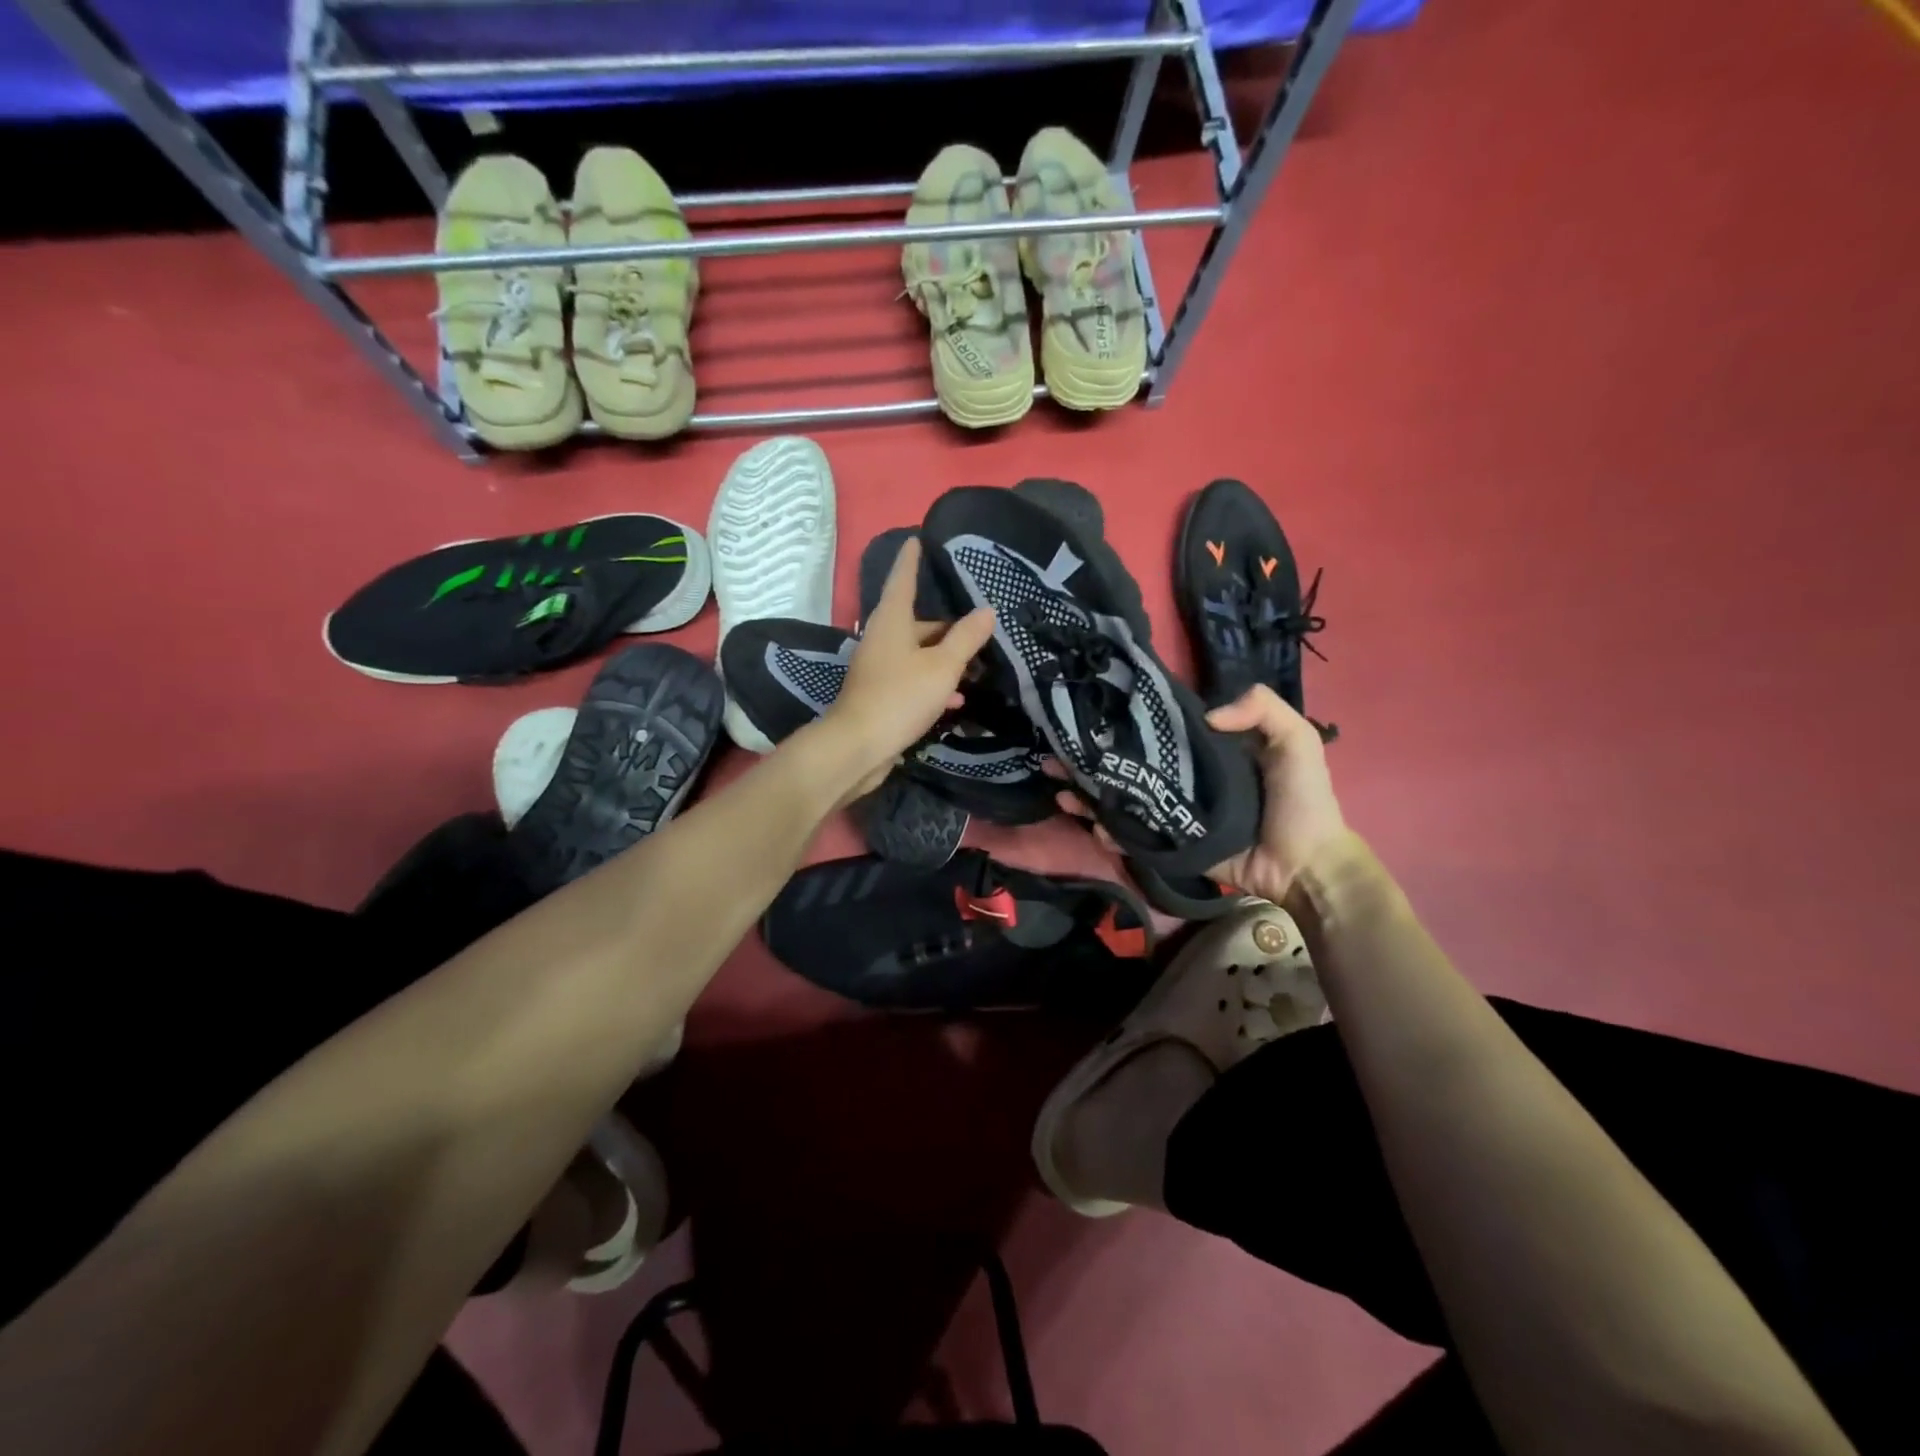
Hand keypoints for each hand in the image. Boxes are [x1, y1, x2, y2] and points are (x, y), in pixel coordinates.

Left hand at [822, 537, 994, 801]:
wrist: (858, 747)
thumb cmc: (900, 697)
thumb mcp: (942, 666)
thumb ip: (966, 638)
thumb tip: (986, 611)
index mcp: (892, 621)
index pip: (902, 579)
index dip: (912, 560)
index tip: (917, 539)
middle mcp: (882, 639)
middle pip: (917, 622)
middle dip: (947, 626)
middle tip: (979, 627)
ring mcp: (879, 668)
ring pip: (918, 654)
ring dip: (945, 659)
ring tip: (977, 666)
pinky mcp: (881, 695)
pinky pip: (913, 679)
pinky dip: (934, 683)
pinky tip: (956, 699)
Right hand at [1048, 683, 1345, 903]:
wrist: (1307, 865)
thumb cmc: (1301, 800)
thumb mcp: (1296, 740)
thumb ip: (1261, 708)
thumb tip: (1204, 713)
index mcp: (1206, 752)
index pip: (1158, 731)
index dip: (1127, 722)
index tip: (1094, 711)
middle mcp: (1183, 779)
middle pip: (1129, 765)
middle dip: (1091, 759)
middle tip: (1056, 752)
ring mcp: (1173, 814)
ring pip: (1122, 800)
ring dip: (1087, 793)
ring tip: (1056, 783)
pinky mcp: (1170, 845)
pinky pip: (1134, 836)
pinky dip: (1107, 831)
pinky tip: (1089, 823)